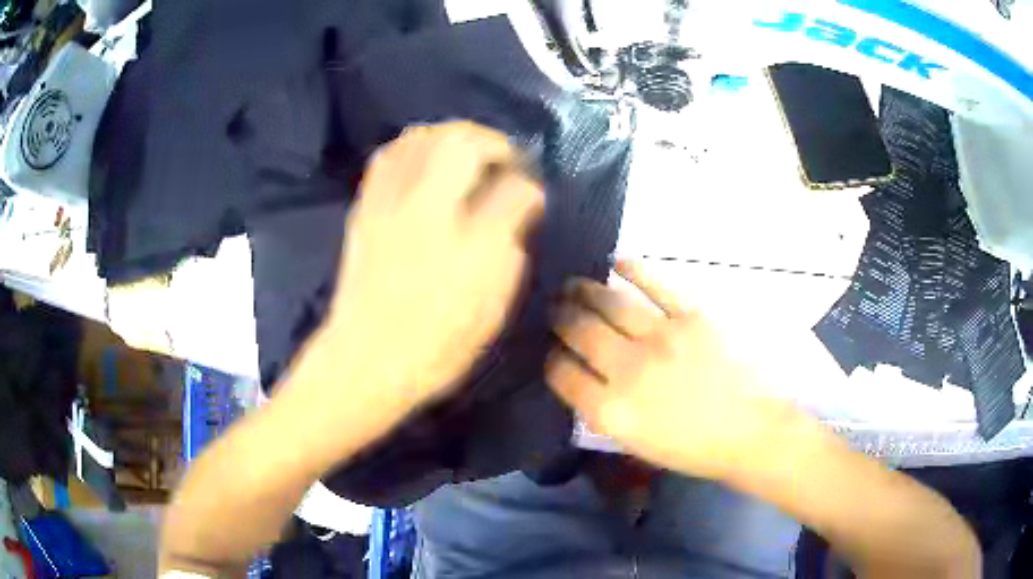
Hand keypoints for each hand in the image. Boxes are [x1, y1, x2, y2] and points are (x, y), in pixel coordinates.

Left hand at [316, 122, 543, 413]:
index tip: (533, 193)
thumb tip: (521, 203)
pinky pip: (387, 157)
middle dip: (490, 141)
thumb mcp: (491, 303)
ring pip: (419, 140)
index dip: (528, 185)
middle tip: (504, 158)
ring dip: (450, 135)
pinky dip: (413, 147)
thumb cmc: (436, 341)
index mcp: (467, 239)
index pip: (511, 188)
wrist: (366, 358)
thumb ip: (510, 244)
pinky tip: (426, 160)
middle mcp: (427, 208)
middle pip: (459, 142)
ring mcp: (389, 204)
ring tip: (468, 152)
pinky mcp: (365, 209)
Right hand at [547, 261, 800, 479]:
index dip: (550, 358)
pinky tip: (617, 263)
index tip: (551, 350)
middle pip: (579, 331)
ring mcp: (661, 338)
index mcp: (611, 410)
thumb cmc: (695, 448)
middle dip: (560, 317)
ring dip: (584, 290)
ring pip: (609, 303)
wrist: (751, 431)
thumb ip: (604, 411)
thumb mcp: (637, 445)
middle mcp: (628, 369)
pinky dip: (633, 270)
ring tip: (574, 284)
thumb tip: (583, 378)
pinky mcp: (692, 316)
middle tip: (555, 308)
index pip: (562, 373)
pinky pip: (656, 284)